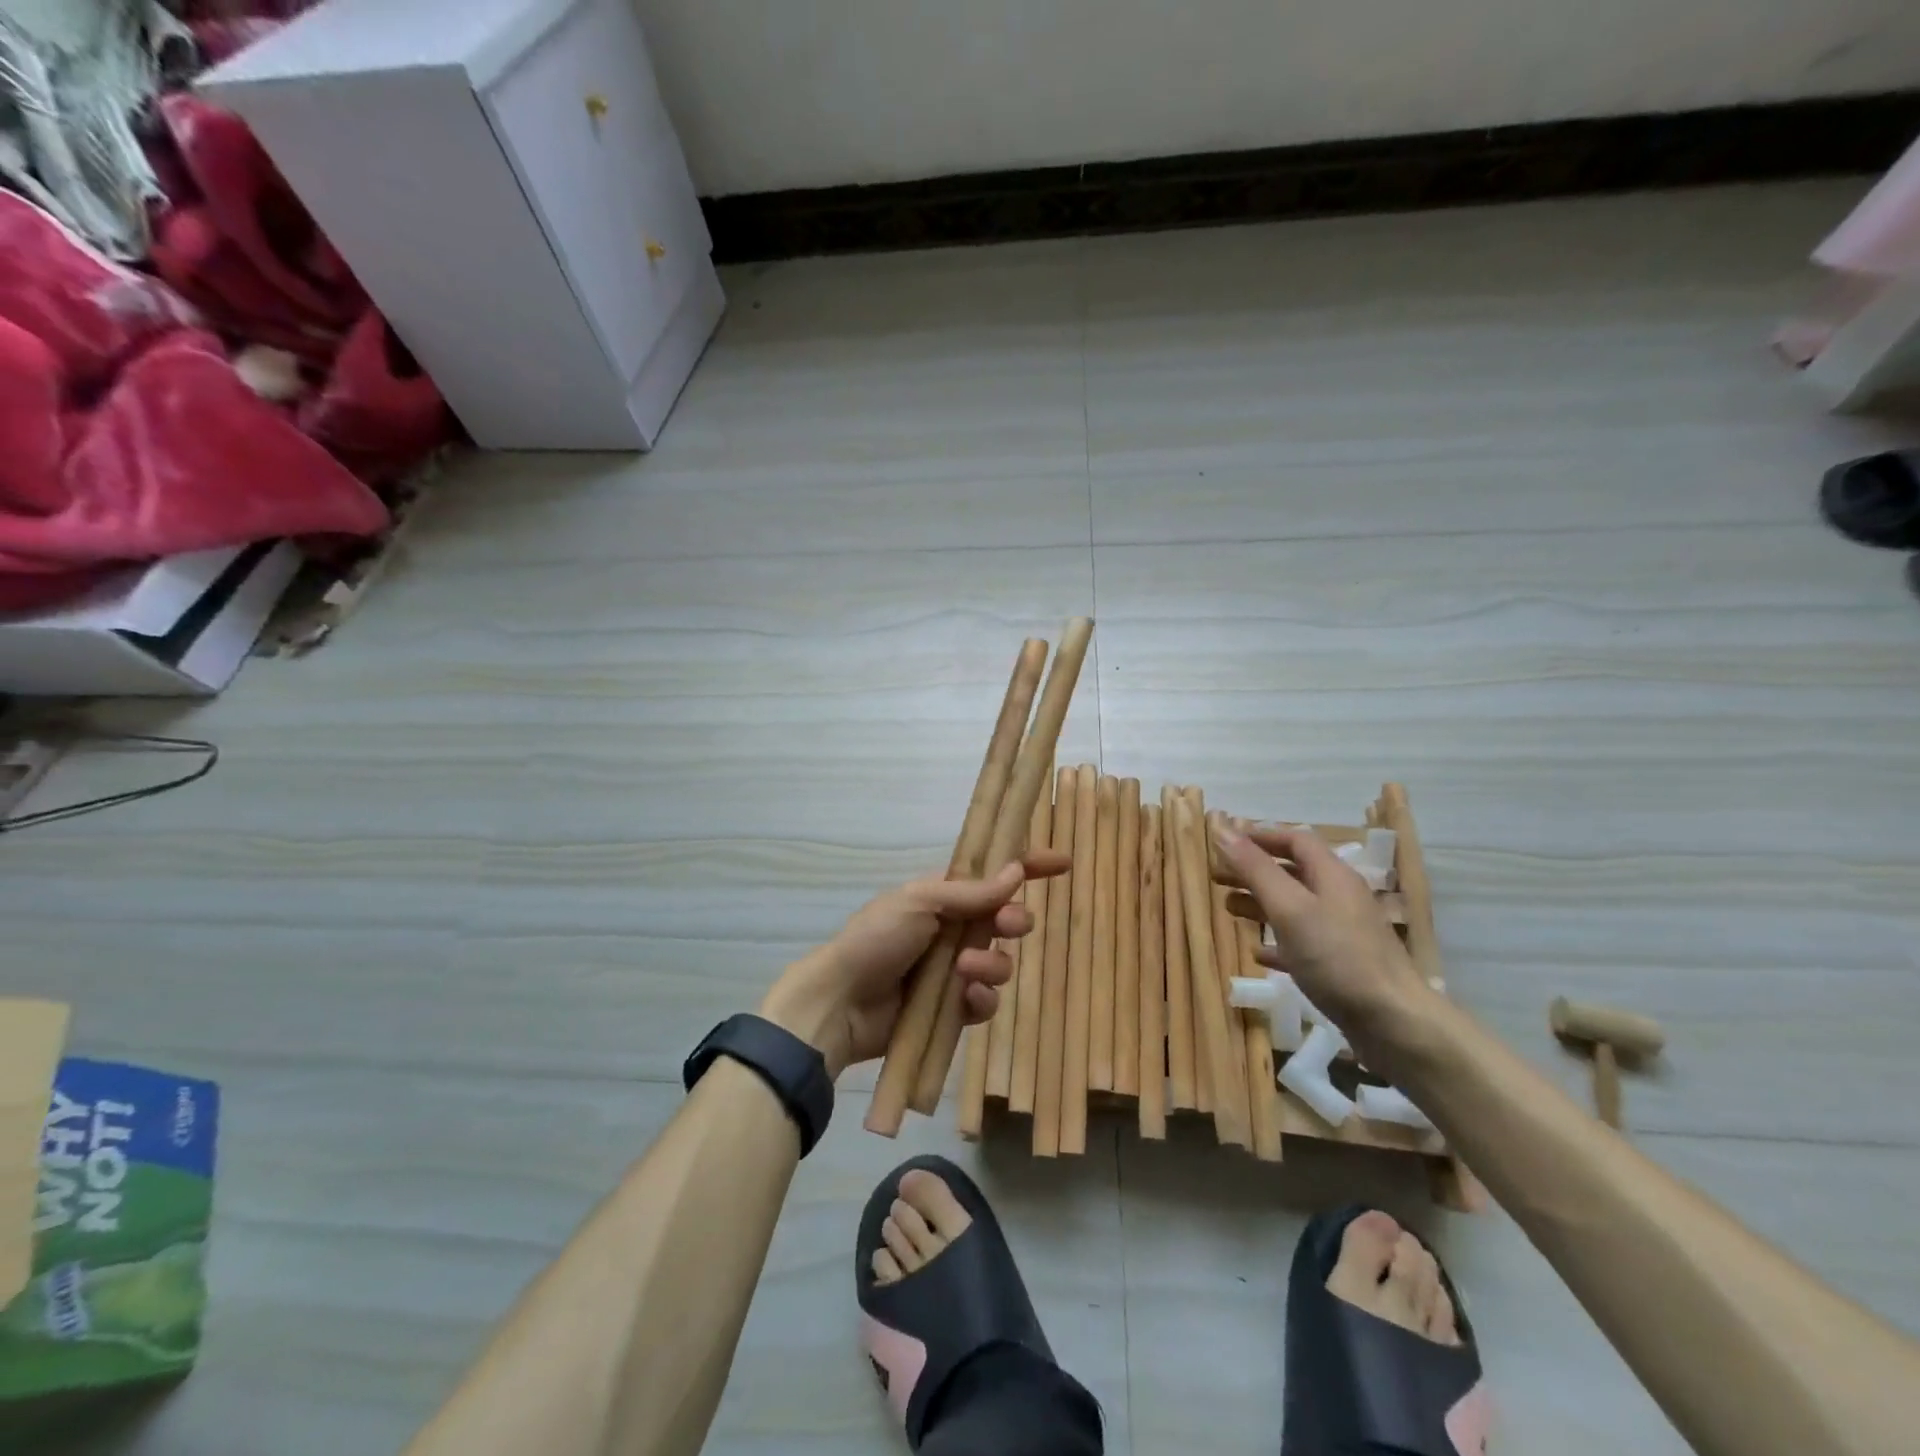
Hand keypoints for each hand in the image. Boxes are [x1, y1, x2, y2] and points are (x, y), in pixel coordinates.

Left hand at [761, 851, 1069, 1078]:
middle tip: (1006, 927)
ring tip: (964, 971)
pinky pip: (986, 1001)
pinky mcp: (953, 1008)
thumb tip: (1016, 871)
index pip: (993, 876)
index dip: (1027, 866)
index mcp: (943, 897)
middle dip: (1014, 921)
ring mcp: (954, 971)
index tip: (1062, 863)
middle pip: (1005, 921)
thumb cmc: (876, 939)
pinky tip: (966, 998)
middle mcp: (953, 930)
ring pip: (1001, 963)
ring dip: (992, 965)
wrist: (841, 1002)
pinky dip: (982, 998)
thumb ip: (971, 892)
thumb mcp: (920, 901)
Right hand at [1213, 822, 1438, 1070]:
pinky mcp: (1341, 965)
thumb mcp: (1289, 908)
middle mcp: (1339, 897)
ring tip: (1228, 908)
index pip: (1295, 840)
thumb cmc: (1337, 958)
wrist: (1394, 1024)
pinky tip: (1257, 952)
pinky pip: (1302, 943)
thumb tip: (1221, 827)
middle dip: (1253, 871)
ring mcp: (1343, 933)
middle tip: (1216, 876)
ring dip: (1260, 903)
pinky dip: (1276, 941)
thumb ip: (1255, 869)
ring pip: (1295, 907)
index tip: (1225, 843)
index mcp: (1332, 876)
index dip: (1260, 837)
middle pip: (1292, 872)